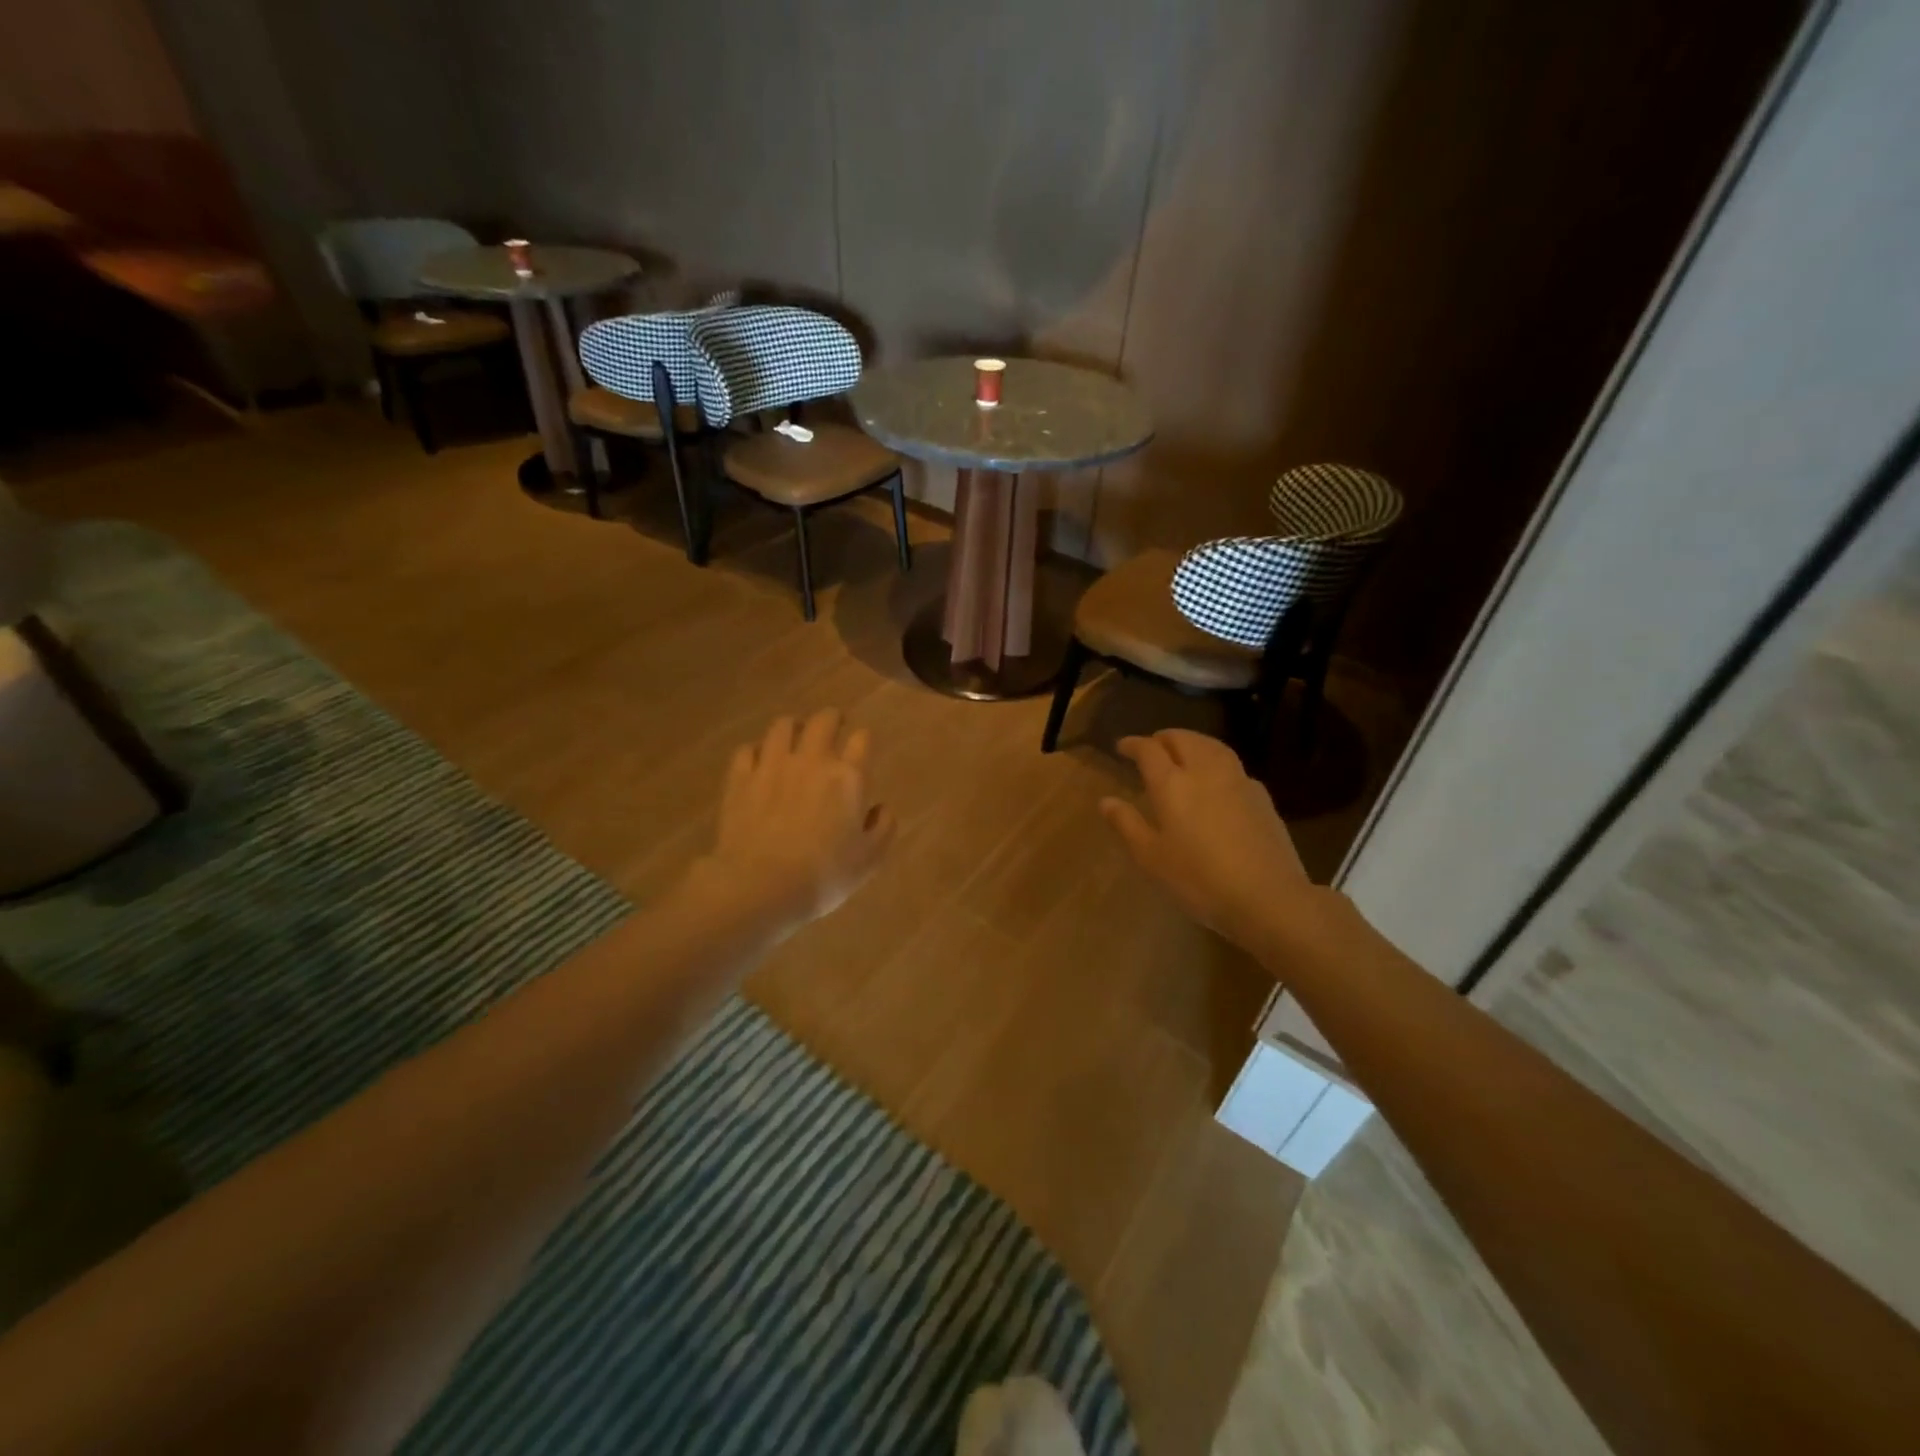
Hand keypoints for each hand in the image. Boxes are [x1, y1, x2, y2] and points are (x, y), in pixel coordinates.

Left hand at [699, 709, 894, 934]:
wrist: (760, 887)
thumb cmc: (824, 875)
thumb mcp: (870, 860)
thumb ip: (883, 827)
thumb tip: (880, 807)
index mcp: (848, 777)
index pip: (862, 739)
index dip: (863, 739)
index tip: (862, 747)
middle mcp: (811, 760)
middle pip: (823, 720)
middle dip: (831, 718)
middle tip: (833, 726)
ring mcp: (771, 766)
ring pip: (782, 726)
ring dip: (793, 727)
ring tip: (794, 737)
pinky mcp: (739, 779)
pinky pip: (747, 749)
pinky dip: (757, 750)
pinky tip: (759, 762)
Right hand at [1099, 729, 1325, 958]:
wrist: (1268, 897)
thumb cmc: (1199, 880)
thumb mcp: (1151, 858)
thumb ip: (1127, 824)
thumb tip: (1106, 801)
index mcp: (1172, 784)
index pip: (1149, 750)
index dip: (1133, 744)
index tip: (1122, 747)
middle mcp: (1205, 772)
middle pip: (1183, 739)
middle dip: (1164, 738)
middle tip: (1152, 746)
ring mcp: (1238, 781)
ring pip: (1212, 746)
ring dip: (1193, 742)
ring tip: (1183, 751)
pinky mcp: (1261, 796)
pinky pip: (1233, 766)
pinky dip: (1216, 761)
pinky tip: (1216, 779)